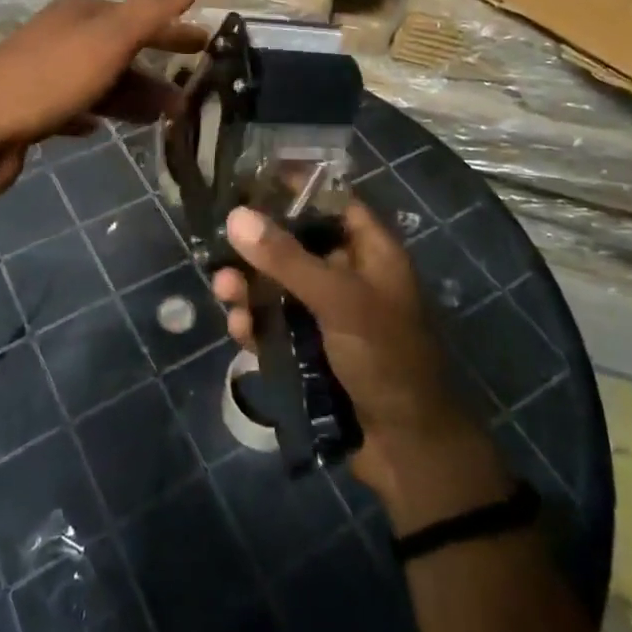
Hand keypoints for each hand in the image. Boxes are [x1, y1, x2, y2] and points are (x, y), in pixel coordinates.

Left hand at [0, 0, 214, 197]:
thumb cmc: (47, 79)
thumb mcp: (111, 38)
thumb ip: (158, 1)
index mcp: (80, 13)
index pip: (139, 15)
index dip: (174, 29)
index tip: (205, 45)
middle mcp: (60, 36)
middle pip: (120, 49)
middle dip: (156, 68)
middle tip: (191, 93)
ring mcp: (42, 73)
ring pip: (101, 80)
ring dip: (133, 95)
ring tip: (165, 118)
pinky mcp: (29, 110)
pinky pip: (74, 107)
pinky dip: (96, 113)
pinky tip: (104, 128)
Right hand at [212, 200, 513, 529]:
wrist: (409, 451)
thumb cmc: (386, 358)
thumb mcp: (339, 300)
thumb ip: (287, 259)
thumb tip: (236, 216)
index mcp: (371, 252)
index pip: (331, 201)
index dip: (294, 187)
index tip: (249, 180)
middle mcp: (350, 276)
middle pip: (297, 244)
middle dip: (258, 247)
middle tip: (222, 244)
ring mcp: (330, 315)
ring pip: (281, 286)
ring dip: (251, 287)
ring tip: (224, 291)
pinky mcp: (313, 350)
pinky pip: (278, 325)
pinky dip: (257, 323)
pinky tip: (239, 330)